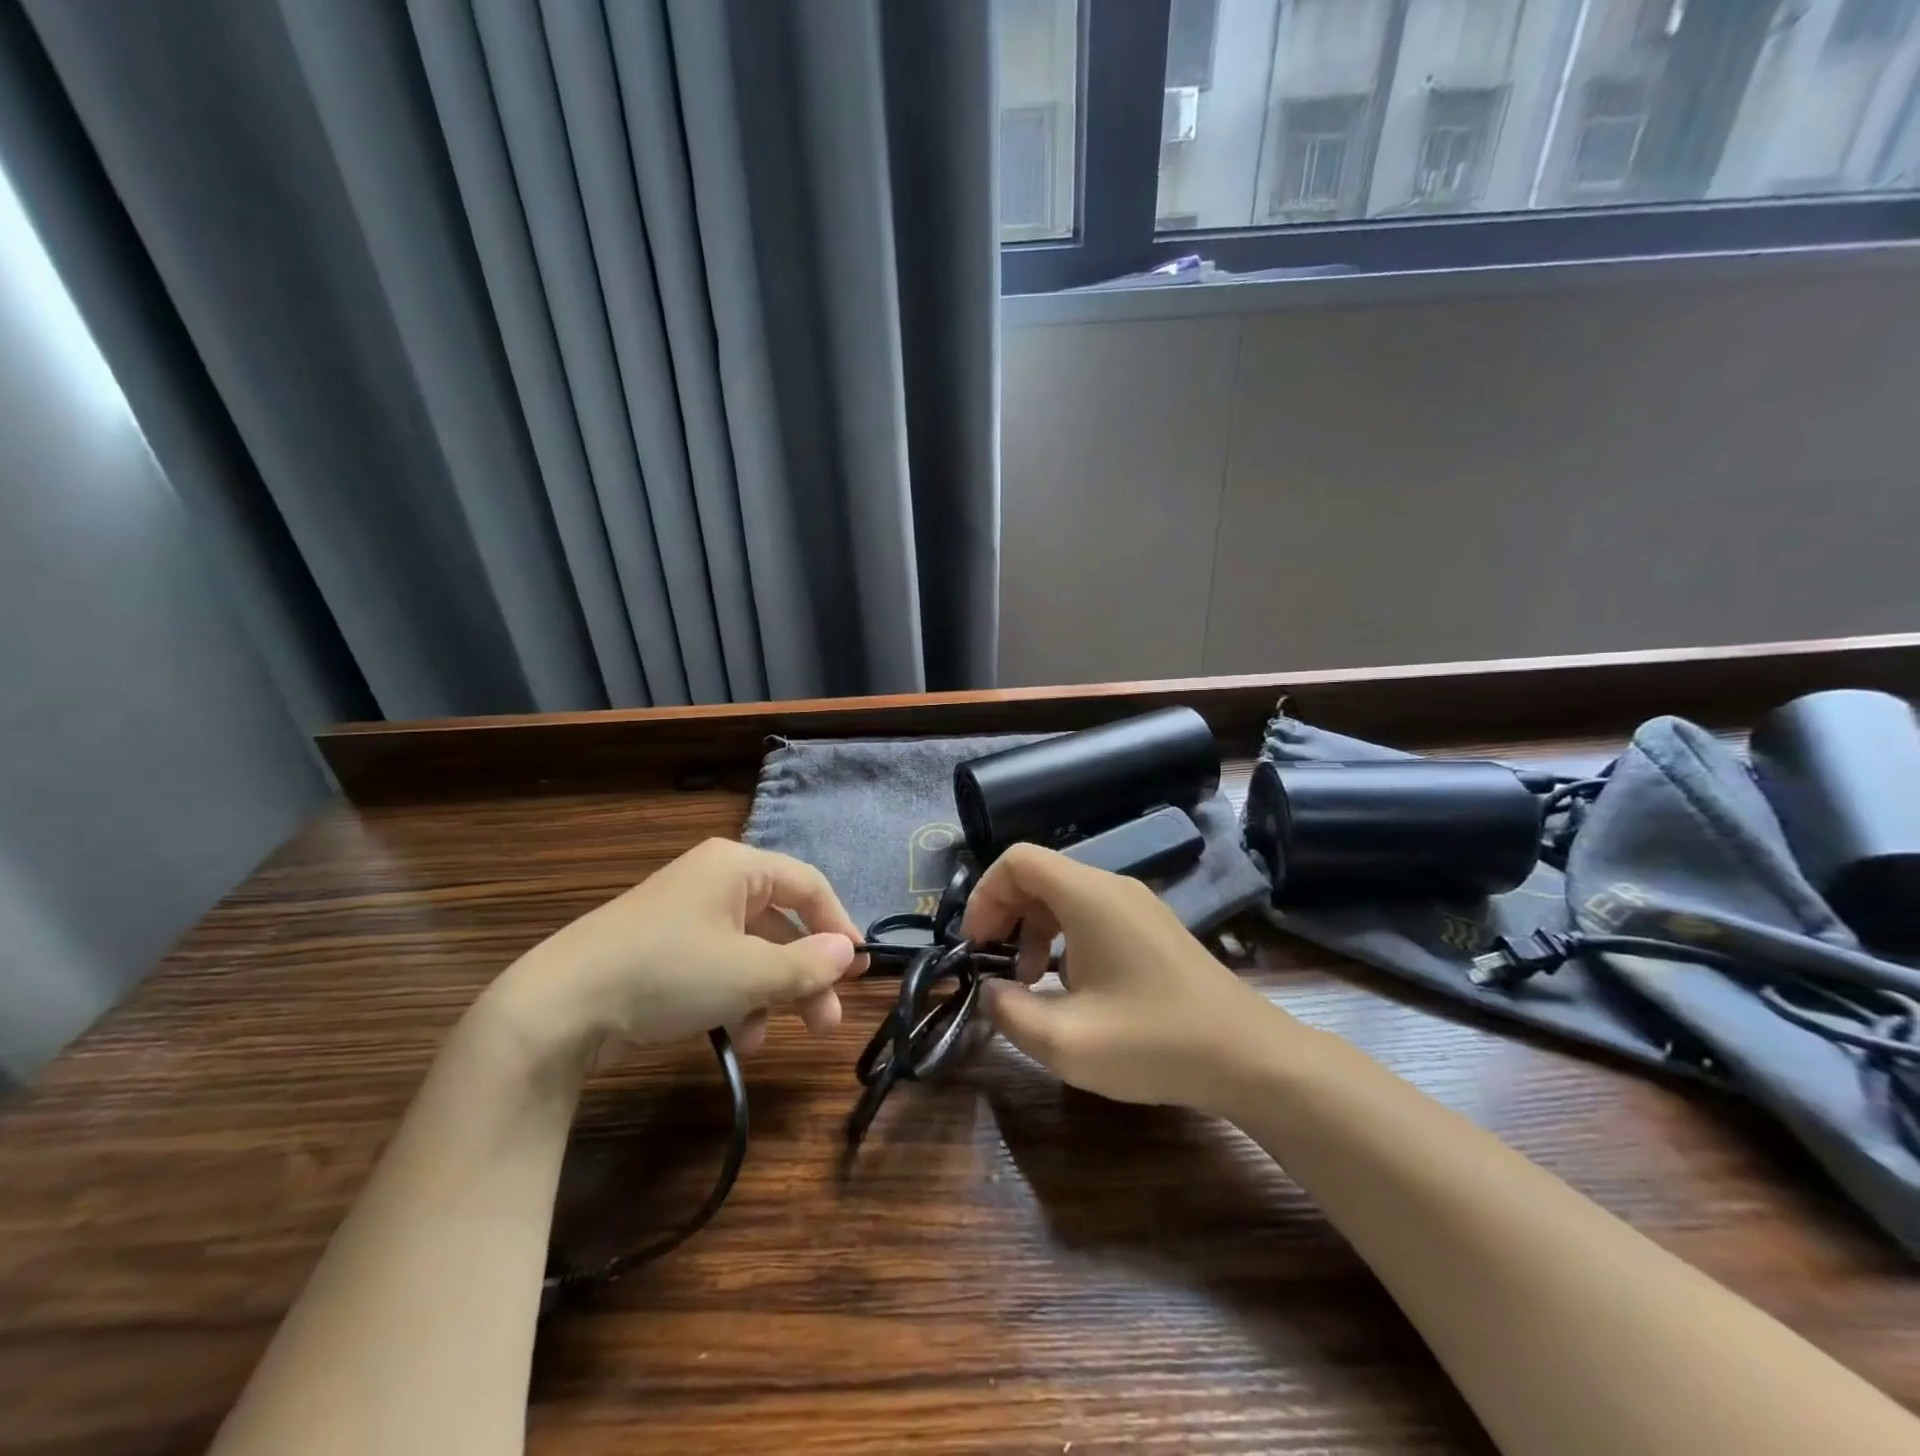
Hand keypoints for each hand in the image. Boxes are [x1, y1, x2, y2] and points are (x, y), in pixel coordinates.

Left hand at [487, 839, 862, 1068]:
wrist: (558, 1008)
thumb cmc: (668, 973)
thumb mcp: (749, 972)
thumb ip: (808, 964)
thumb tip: (848, 952)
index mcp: (737, 867)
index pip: (808, 886)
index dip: (840, 925)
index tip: (861, 969)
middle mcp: (714, 881)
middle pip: (781, 923)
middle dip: (807, 973)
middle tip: (827, 1021)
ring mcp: (686, 915)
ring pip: (752, 950)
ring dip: (772, 993)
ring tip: (777, 1036)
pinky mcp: (663, 949)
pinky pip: (719, 966)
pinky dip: (737, 998)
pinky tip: (740, 1037)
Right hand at [959, 844, 1294, 1111]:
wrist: (1250, 1057)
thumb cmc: (1154, 1042)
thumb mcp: (1066, 1041)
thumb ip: (1009, 1012)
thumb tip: (988, 991)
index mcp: (1089, 895)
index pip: (1018, 860)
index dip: (984, 894)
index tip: (974, 944)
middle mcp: (1112, 887)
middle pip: (1039, 875)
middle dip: (1004, 914)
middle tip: (993, 965)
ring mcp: (1137, 905)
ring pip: (1064, 895)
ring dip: (1033, 929)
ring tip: (1029, 981)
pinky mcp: (1151, 927)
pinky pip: (1090, 914)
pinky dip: (1063, 938)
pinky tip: (1070, 988)